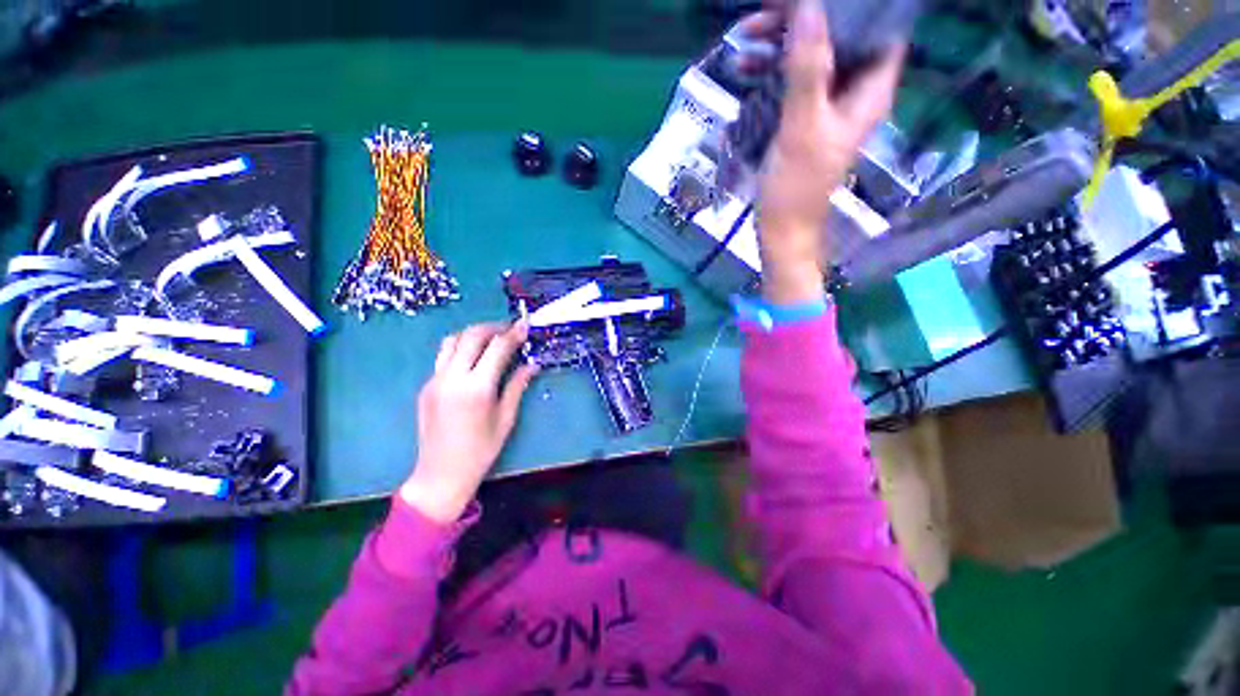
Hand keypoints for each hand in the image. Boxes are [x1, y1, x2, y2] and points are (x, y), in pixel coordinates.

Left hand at [400, 321, 537, 522]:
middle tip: (510, 330)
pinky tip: (474, 359)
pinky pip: (444, 357)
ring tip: (491, 339)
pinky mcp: (426, 386)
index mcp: (477, 388)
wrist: (441, 473)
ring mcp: (435, 380)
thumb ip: (517, 386)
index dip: (513, 334)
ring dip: (474, 334)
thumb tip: (532, 365)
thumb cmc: (481, 450)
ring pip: (452, 341)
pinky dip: (461, 348)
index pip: (497, 348)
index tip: (525, 325)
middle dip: (493, 327)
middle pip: (472, 336)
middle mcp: (453, 378)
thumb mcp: (506, 418)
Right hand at [756, 0, 903, 303]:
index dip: (853, 6)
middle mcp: (852, 93)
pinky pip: (791, 83)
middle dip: (803, 20)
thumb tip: (809, 8)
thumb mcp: (801, 127)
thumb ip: (807, 69)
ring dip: (780, 45)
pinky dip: (770, 72)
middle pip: (839, 38)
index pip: (878, 28)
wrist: (781, 230)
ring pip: (811, 58)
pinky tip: (745, 69)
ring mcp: (826, 107)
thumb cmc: (796, 188)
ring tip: (746, 36)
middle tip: (765, 13)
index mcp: (869, 91)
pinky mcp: (802, 120)